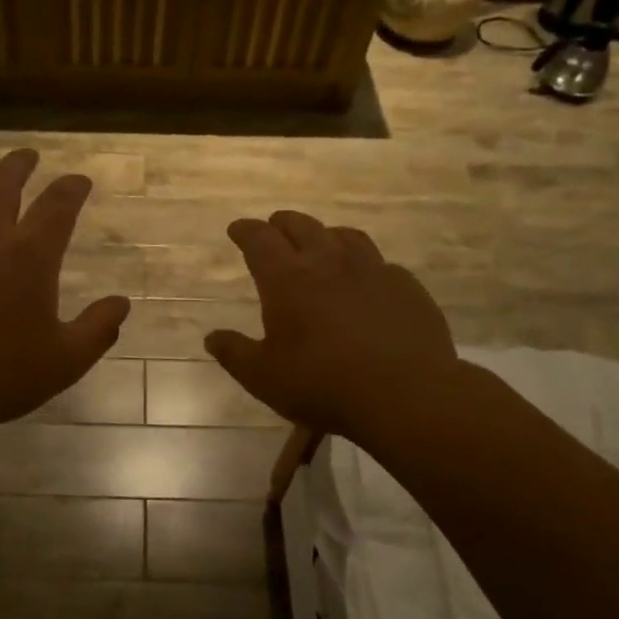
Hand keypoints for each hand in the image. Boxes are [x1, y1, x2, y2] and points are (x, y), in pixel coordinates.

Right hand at [204, 211, 459, 440]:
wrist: (405, 394)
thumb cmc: (322, 385)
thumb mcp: (263, 377)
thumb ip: (234, 353)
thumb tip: (212, 337)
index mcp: (287, 279)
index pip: (260, 240)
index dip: (245, 231)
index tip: (237, 229)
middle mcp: (328, 262)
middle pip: (302, 226)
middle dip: (282, 223)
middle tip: (273, 227)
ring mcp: (372, 270)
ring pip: (345, 236)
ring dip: (325, 234)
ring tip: (320, 242)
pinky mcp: (406, 286)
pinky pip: (380, 262)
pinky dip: (363, 263)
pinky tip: (365, 280)